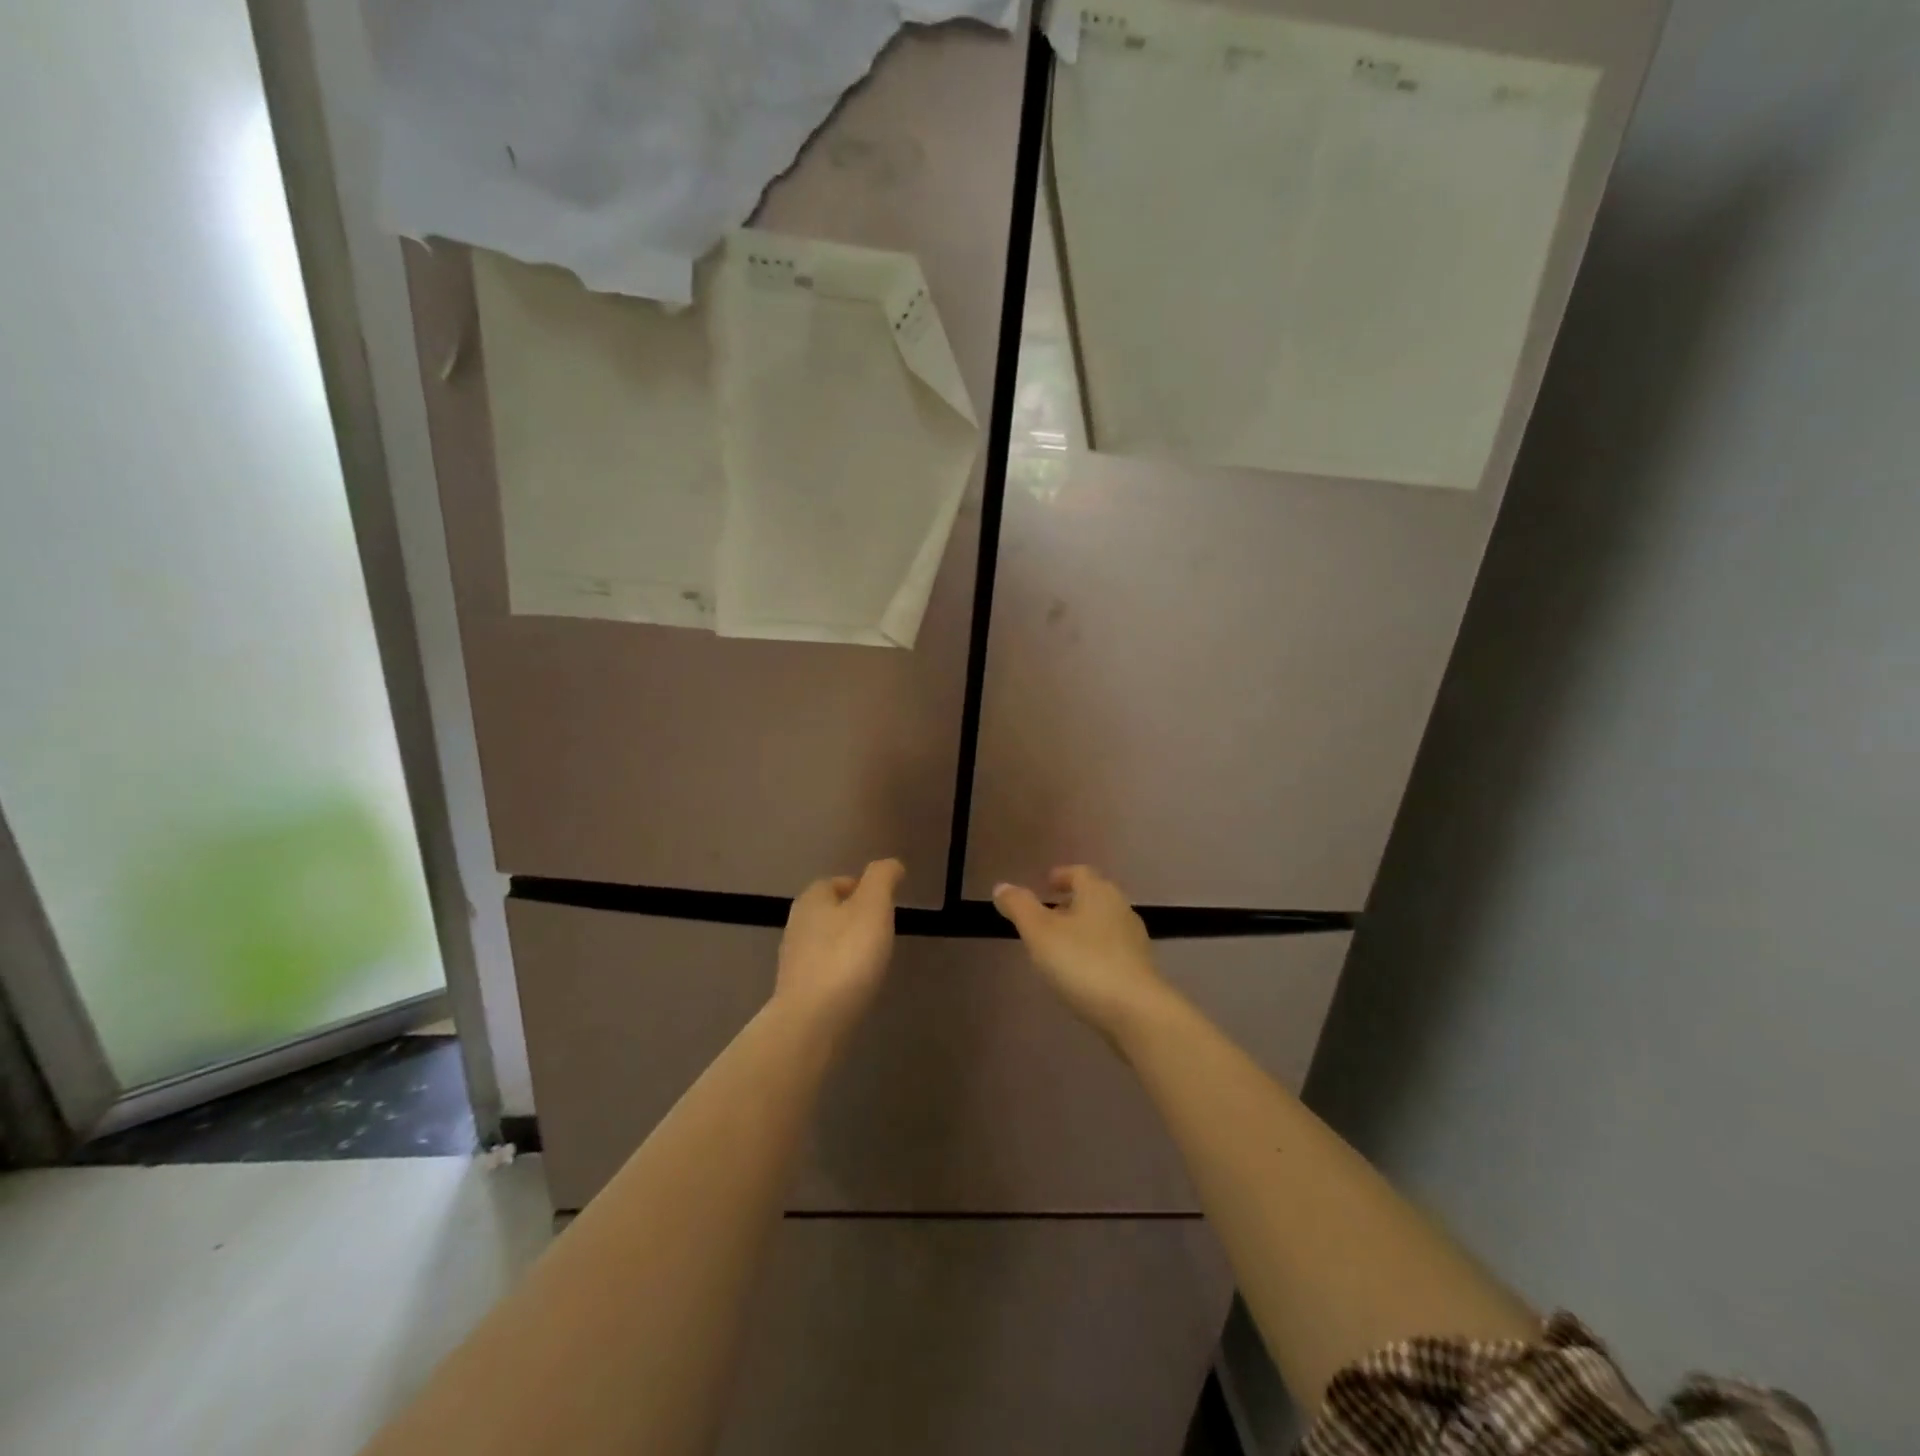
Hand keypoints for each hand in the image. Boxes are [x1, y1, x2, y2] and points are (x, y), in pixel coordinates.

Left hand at [775, 859, 903, 1028]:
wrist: (812, 1022)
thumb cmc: (846, 956)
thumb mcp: (873, 907)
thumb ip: (882, 879)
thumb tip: (891, 864)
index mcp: (812, 899)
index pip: (836, 882)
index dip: (862, 888)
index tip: (885, 904)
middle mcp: (797, 925)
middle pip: (829, 912)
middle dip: (854, 918)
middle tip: (883, 931)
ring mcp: (794, 960)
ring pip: (826, 942)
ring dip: (847, 946)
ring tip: (873, 959)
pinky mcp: (797, 991)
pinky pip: (824, 971)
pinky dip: (840, 972)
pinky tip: (856, 985)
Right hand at [992, 866, 1175, 1040]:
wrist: (1136, 1012)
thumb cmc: (1083, 963)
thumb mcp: (1040, 933)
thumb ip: (1019, 907)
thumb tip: (1001, 887)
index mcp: (1098, 892)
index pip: (1079, 873)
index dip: (1061, 876)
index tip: (1046, 884)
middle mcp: (1121, 908)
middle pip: (1094, 896)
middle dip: (1071, 902)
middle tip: (1048, 914)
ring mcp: (1134, 939)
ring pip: (1103, 923)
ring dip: (1083, 927)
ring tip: (1060, 945)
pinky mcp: (1141, 968)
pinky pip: (1112, 948)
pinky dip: (1094, 950)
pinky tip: (1081, 970)